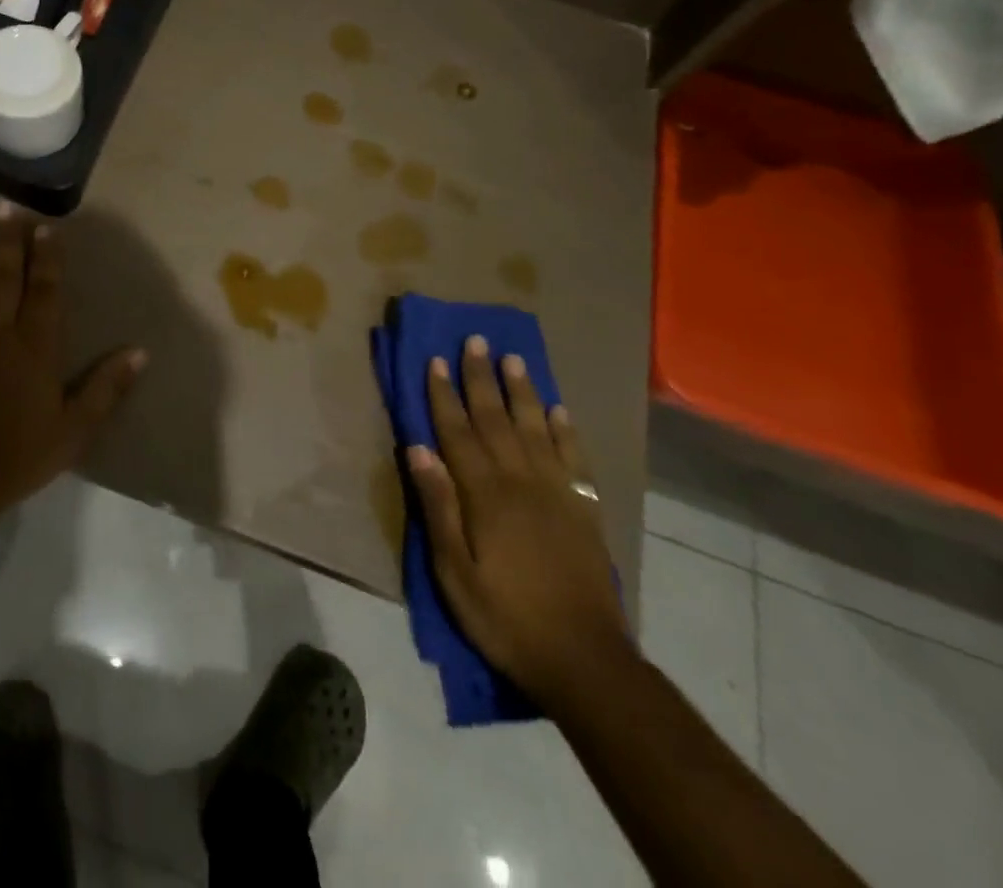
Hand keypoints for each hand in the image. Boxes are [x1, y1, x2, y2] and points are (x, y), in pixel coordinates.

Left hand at [0, 205, 145, 526]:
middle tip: (7, 208)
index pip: (44, 289)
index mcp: (34, 345)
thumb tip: (140, 352)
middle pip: (2, 275)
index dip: (46, 256)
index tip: (46, 227)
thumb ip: (107, 387)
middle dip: (6, 239)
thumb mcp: (75, 429)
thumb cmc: (20, 454)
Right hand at [406, 337, 632, 712]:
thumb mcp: (454, 572)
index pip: (457, 431)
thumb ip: (438, 506)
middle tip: (475, 340)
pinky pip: (575, 459)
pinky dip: (566, 431)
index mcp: (485, 494)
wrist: (584, 661)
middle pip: (496, 419)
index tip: (435, 360)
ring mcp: (558, 493)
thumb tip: (418, 448)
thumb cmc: (505, 617)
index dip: (443, 394)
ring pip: (536, 428)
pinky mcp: (584, 510)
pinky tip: (559, 410)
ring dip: (522, 392)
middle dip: (481, 378)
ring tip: (514, 359)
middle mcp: (522, 481)